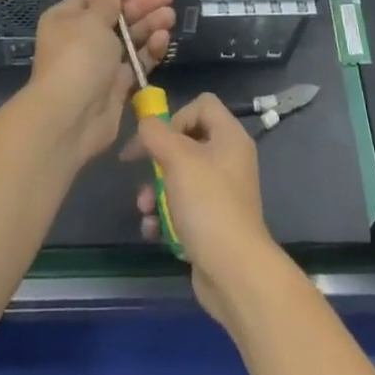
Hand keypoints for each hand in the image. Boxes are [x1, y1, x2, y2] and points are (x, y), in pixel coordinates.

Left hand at [22, 0, 173, 164]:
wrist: (72, 117)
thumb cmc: (78, 57)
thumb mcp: (91, 21)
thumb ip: (106, 3)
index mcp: (67, 19)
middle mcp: (82, 39)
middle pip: (116, 17)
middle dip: (141, 7)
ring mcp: (101, 63)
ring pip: (129, 39)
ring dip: (149, 25)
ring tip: (171, 16)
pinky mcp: (117, 84)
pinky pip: (136, 62)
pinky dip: (150, 50)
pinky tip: (164, 38)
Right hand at [124, 94, 284, 330]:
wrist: (233, 270)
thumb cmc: (208, 204)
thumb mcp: (178, 159)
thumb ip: (156, 133)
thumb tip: (146, 124)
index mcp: (229, 137)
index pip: (202, 104)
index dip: (175, 116)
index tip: (155, 139)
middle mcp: (229, 159)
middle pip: (186, 142)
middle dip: (158, 160)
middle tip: (141, 173)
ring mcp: (222, 192)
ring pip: (179, 177)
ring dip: (155, 191)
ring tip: (144, 209)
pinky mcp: (212, 221)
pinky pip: (182, 207)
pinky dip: (165, 216)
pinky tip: (153, 230)